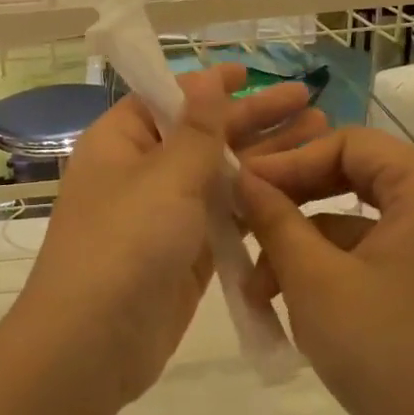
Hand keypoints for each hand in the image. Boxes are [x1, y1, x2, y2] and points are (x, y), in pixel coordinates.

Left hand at [8, 64, 324, 407]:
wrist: (93, 342)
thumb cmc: (125, 242)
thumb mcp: (164, 175)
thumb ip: (196, 129)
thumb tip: (203, 79)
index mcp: (120, 142)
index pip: (166, 99)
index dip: (209, 85)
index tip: (251, 72)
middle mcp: (140, 173)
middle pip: (202, 136)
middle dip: (254, 119)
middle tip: (309, 101)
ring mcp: (163, 217)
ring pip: (219, 178)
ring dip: (264, 159)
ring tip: (319, 136)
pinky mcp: (185, 256)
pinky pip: (224, 219)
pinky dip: (255, 204)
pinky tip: (298, 191)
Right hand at [236, 128, 413, 414]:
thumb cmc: (385, 349)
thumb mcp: (314, 278)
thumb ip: (274, 218)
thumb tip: (240, 177)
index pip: (347, 142)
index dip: (289, 161)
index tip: (242, 187)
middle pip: (349, 178)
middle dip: (290, 205)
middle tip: (242, 222)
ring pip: (350, 223)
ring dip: (299, 247)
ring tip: (255, 289)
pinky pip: (364, 257)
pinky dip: (324, 272)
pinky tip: (285, 304)